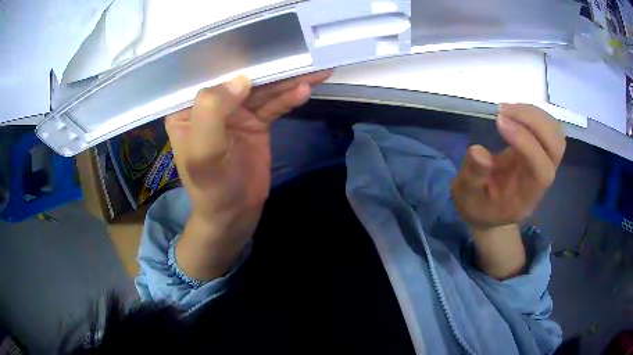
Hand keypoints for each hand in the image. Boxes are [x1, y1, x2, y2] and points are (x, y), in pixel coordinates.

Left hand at [165, 71, 331, 279]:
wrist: (235, 214)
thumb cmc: (211, 187)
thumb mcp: (203, 152)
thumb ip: (212, 111)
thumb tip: (242, 78)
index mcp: (188, 108)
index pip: (207, 74)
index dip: (230, 57)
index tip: (257, 42)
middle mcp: (211, 105)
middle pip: (240, 79)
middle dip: (268, 68)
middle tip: (297, 54)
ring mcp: (236, 113)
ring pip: (262, 90)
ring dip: (286, 80)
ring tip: (313, 70)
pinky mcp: (256, 123)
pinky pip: (273, 105)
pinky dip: (288, 98)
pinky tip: (304, 90)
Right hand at [451, 104, 565, 231]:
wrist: (492, 212)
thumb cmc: (479, 206)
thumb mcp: (468, 197)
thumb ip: (473, 177)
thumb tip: (478, 150)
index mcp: (527, 196)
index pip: (540, 169)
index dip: (526, 142)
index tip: (499, 121)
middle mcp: (542, 179)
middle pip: (556, 146)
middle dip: (534, 121)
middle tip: (503, 111)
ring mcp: (545, 162)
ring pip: (555, 133)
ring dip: (533, 114)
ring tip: (506, 110)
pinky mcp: (541, 150)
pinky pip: (548, 128)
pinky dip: (533, 113)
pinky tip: (513, 113)